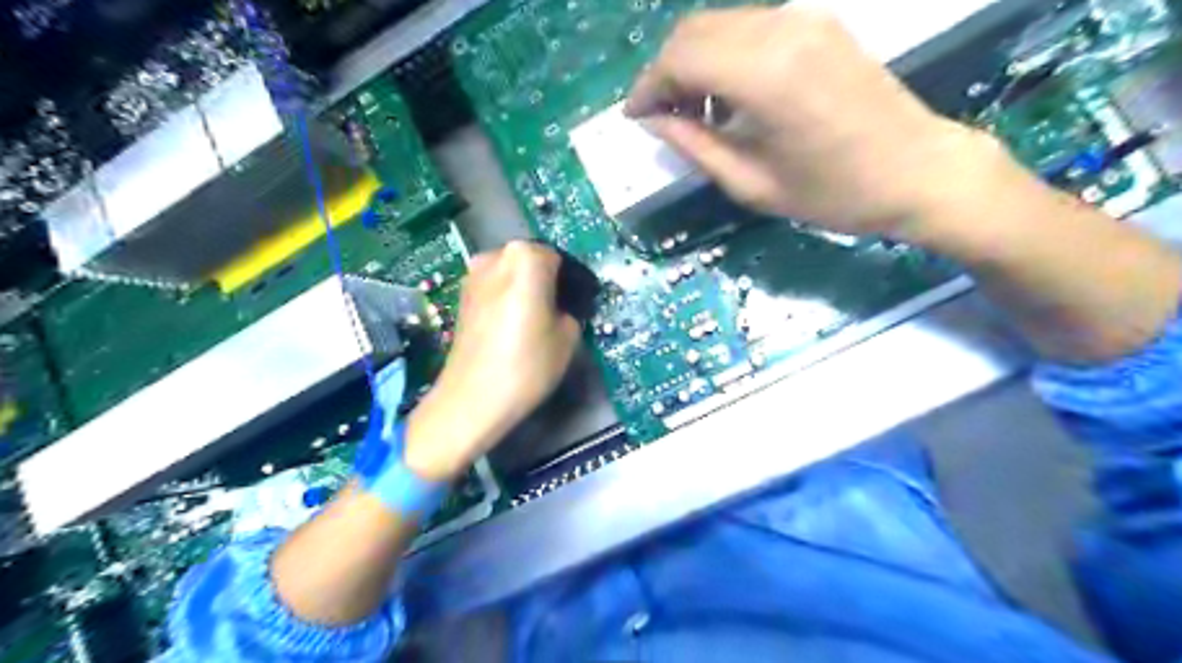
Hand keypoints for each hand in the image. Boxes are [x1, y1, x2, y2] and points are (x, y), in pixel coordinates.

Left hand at [402, 244, 580, 480]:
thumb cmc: (527, 364)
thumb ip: (571, 309)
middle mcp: (496, 255)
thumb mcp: (569, 336)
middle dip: (549, 281)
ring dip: (527, 289)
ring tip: (537, 321)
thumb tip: (563, 306)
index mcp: (526, 257)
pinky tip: (514, 326)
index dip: (574, 282)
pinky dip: (508, 299)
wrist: (472, 399)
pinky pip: (495, 287)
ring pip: (512, 274)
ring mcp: (474, 274)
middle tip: (560, 312)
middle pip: (533, 262)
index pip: (561, 260)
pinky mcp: (462, 295)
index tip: (580, 305)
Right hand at [627, 4, 994, 236]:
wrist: (917, 171)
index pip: (680, 59)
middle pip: (693, 31)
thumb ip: (694, 145)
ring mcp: (803, 20)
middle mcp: (780, 30)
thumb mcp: (751, 184)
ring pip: (719, 24)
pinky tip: (730, 97)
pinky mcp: (819, 24)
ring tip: (695, 113)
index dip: (648, 87)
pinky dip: (724, 56)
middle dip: (665, 72)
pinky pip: (750, 28)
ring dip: (693, 63)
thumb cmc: (832, 193)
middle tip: (661, 117)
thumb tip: (654, 121)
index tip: (634, 117)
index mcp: (763, 75)